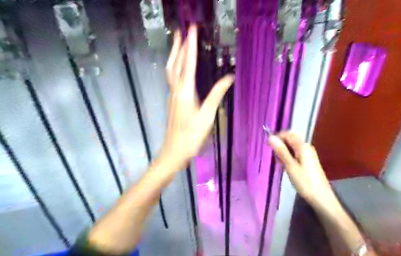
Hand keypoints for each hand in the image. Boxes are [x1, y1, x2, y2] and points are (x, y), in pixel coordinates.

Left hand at [159, 25, 235, 170]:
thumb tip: (229, 78)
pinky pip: (172, 78)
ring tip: (178, 43)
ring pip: (171, 70)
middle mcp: (176, 90)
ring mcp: (172, 96)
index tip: (192, 30)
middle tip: (181, 30)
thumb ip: (216, 95)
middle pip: (175, 63)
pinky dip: (175, 67)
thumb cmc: (192, 136)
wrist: (174, 151)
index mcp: (185, 92)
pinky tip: (179, 67)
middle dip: (179, 45)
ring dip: (175, 55)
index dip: (191, 46)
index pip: (189, 64)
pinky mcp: (172, 101)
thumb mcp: (207, 116)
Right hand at [268, 132, 335, 207]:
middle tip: (275, 158)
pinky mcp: (307, 161)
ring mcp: (308, 154)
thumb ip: (281, 151)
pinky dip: (288, 158)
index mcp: (303, 146)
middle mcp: (306, 147)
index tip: (269, 146)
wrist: (321, 198)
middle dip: (280, 146)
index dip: (277, 137)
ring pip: (291, 147)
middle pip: (290, 140)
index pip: (288, 134)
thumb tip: (270, 137)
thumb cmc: (305, 182)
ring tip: (280, 165)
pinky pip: (295, 154)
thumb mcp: (290, 166)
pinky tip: (286, 167)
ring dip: (283, 153)